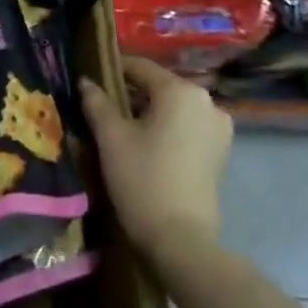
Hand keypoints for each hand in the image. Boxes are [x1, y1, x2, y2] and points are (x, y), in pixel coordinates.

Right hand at [79, 55, 231, 254]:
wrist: (181, 240)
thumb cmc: (142, 178)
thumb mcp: (110, 136)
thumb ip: (97, 101)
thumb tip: (86, 81)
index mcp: (181, 91)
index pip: (140, 67)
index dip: (112, 70)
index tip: (90, 80)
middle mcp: (207, 102)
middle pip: (159, 86)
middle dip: (131, 93)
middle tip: (103, 107)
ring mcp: (219, 129)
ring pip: (174, 108)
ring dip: (149, 112)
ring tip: (122, 128)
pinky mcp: (221, 153)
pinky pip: (187, 127)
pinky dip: (167, 129)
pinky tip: (146, 146)